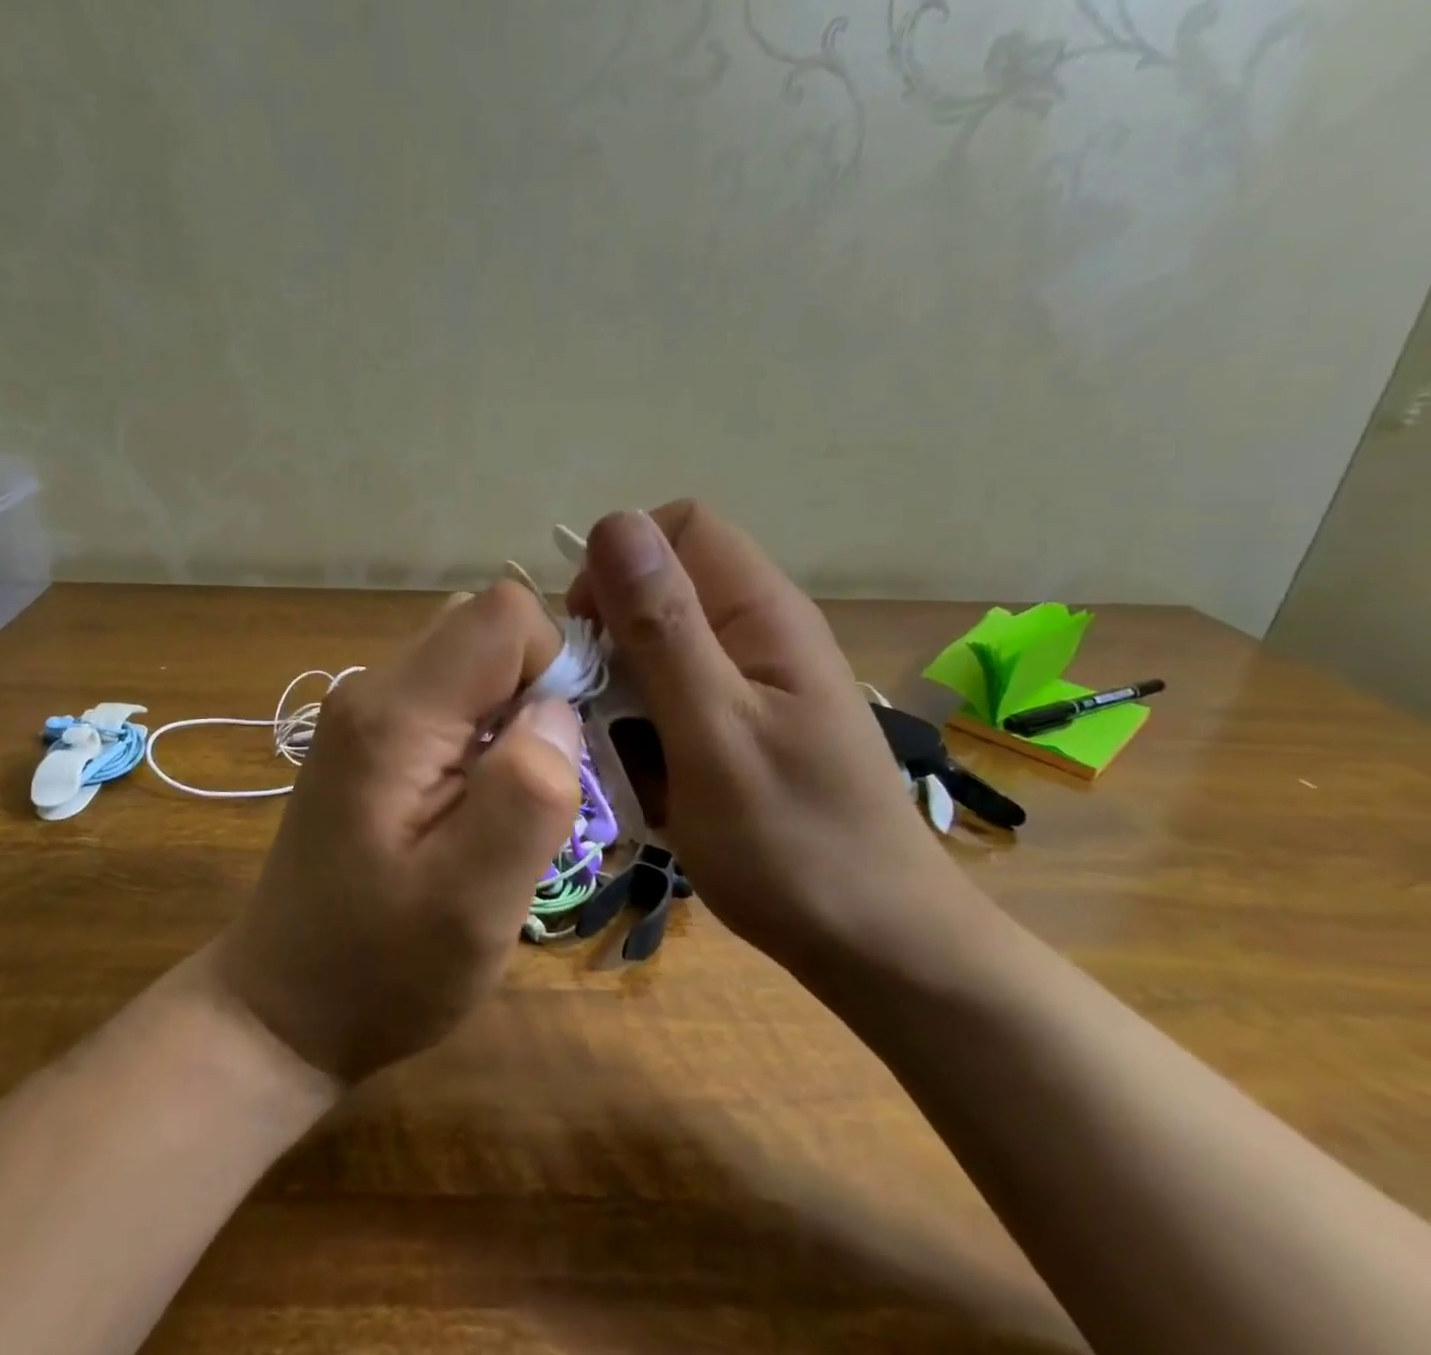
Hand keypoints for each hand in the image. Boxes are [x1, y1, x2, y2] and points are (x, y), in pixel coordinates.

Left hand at [214, 583, 580, 1083]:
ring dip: (511, 714)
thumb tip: (556, 711)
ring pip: (471, 659)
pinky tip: (472, 802)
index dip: (552, 664)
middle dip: (534, 689)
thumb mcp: (474, 901)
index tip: (555, 750)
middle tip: (533, 783)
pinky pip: (450, 694)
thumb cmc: (381, 968)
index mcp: (395, 715)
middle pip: (485, 628)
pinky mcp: (370, 735)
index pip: (502, 614)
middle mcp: (372, 688)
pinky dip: (484, 730)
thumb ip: (527, 794)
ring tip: (502, 801)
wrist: (285, 1006)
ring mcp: (364, 709)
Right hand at [566, 502, 981, 985]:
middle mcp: (759, 629)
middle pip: (661, 589)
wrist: (877, 945)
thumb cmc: (793, 842)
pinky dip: (646, 729)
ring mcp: (753, 679)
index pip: (677, 527)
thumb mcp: (713, 731)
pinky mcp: (744, 721)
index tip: (591, 637)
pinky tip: (652, 781)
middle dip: (614, 641)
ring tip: (628, 760)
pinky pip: (672, 697)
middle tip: (602, 714)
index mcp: (761, 611)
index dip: (620, 565)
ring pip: (657, 648)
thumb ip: (663, 628)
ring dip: (625, 694)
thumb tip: (616, 524)